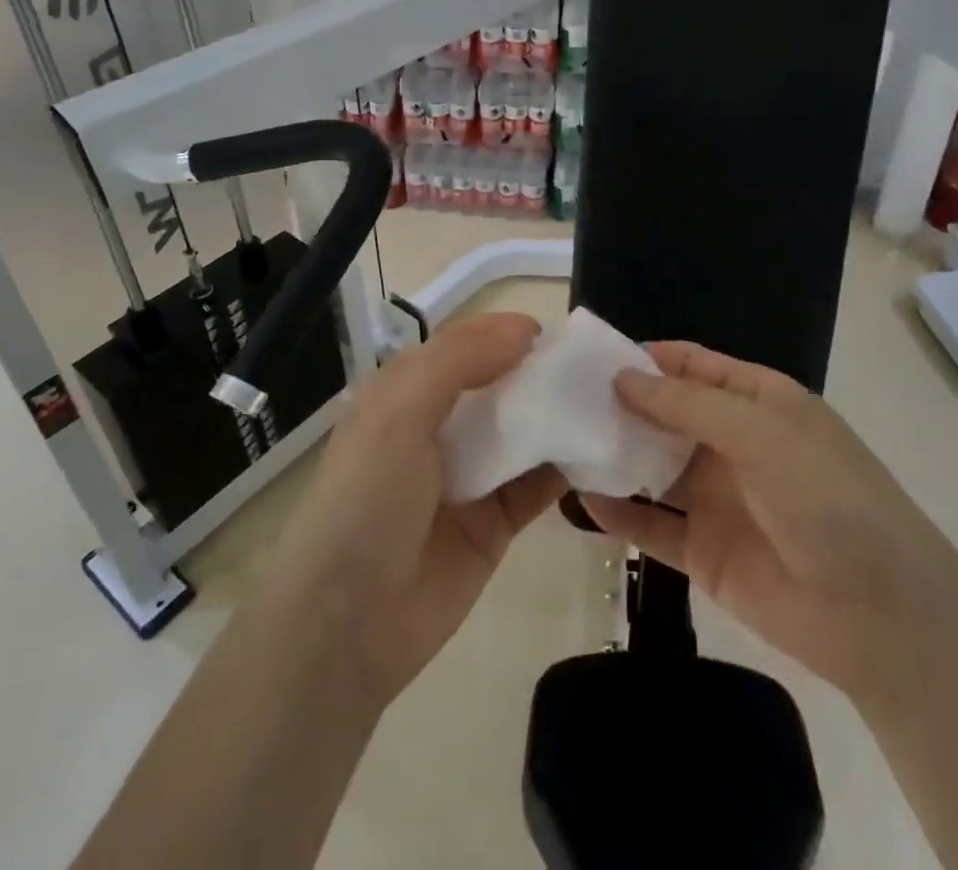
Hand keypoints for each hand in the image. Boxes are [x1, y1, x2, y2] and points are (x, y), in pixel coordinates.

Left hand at [257, 313, 565, 709]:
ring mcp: (470, 476)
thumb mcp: (398, 412)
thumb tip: (525, 330)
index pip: (462, 346)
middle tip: (596, 368)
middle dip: (542, 372)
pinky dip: (569, 467)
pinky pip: (539, 484)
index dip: (504, 333)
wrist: (346, 627)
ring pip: (524, 432)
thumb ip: (459, 361)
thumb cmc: (365, 501)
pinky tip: (604, 451)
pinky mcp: (495, 523)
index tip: (555, 334)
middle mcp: (438, 428)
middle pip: (500, 385)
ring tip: (612, 402)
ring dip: (562, 416)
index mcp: (405, 394)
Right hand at [583, 342, 957, 702]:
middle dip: (621, 405)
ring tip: (561, 442)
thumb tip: (622, 378)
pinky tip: (581, 500)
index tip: (592, 356)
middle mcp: (734, 443)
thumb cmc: (825, 496)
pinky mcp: (705, 552)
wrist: (880, 614)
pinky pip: (653, 525)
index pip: (693, 365)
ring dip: (615, 455)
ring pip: (655, 467)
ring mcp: (719, 498)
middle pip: (667, 414)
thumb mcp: (759, 432)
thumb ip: (687, 404)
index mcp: (758, 401)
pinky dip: (620, 513)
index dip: (647, 358)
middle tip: (561, 399)